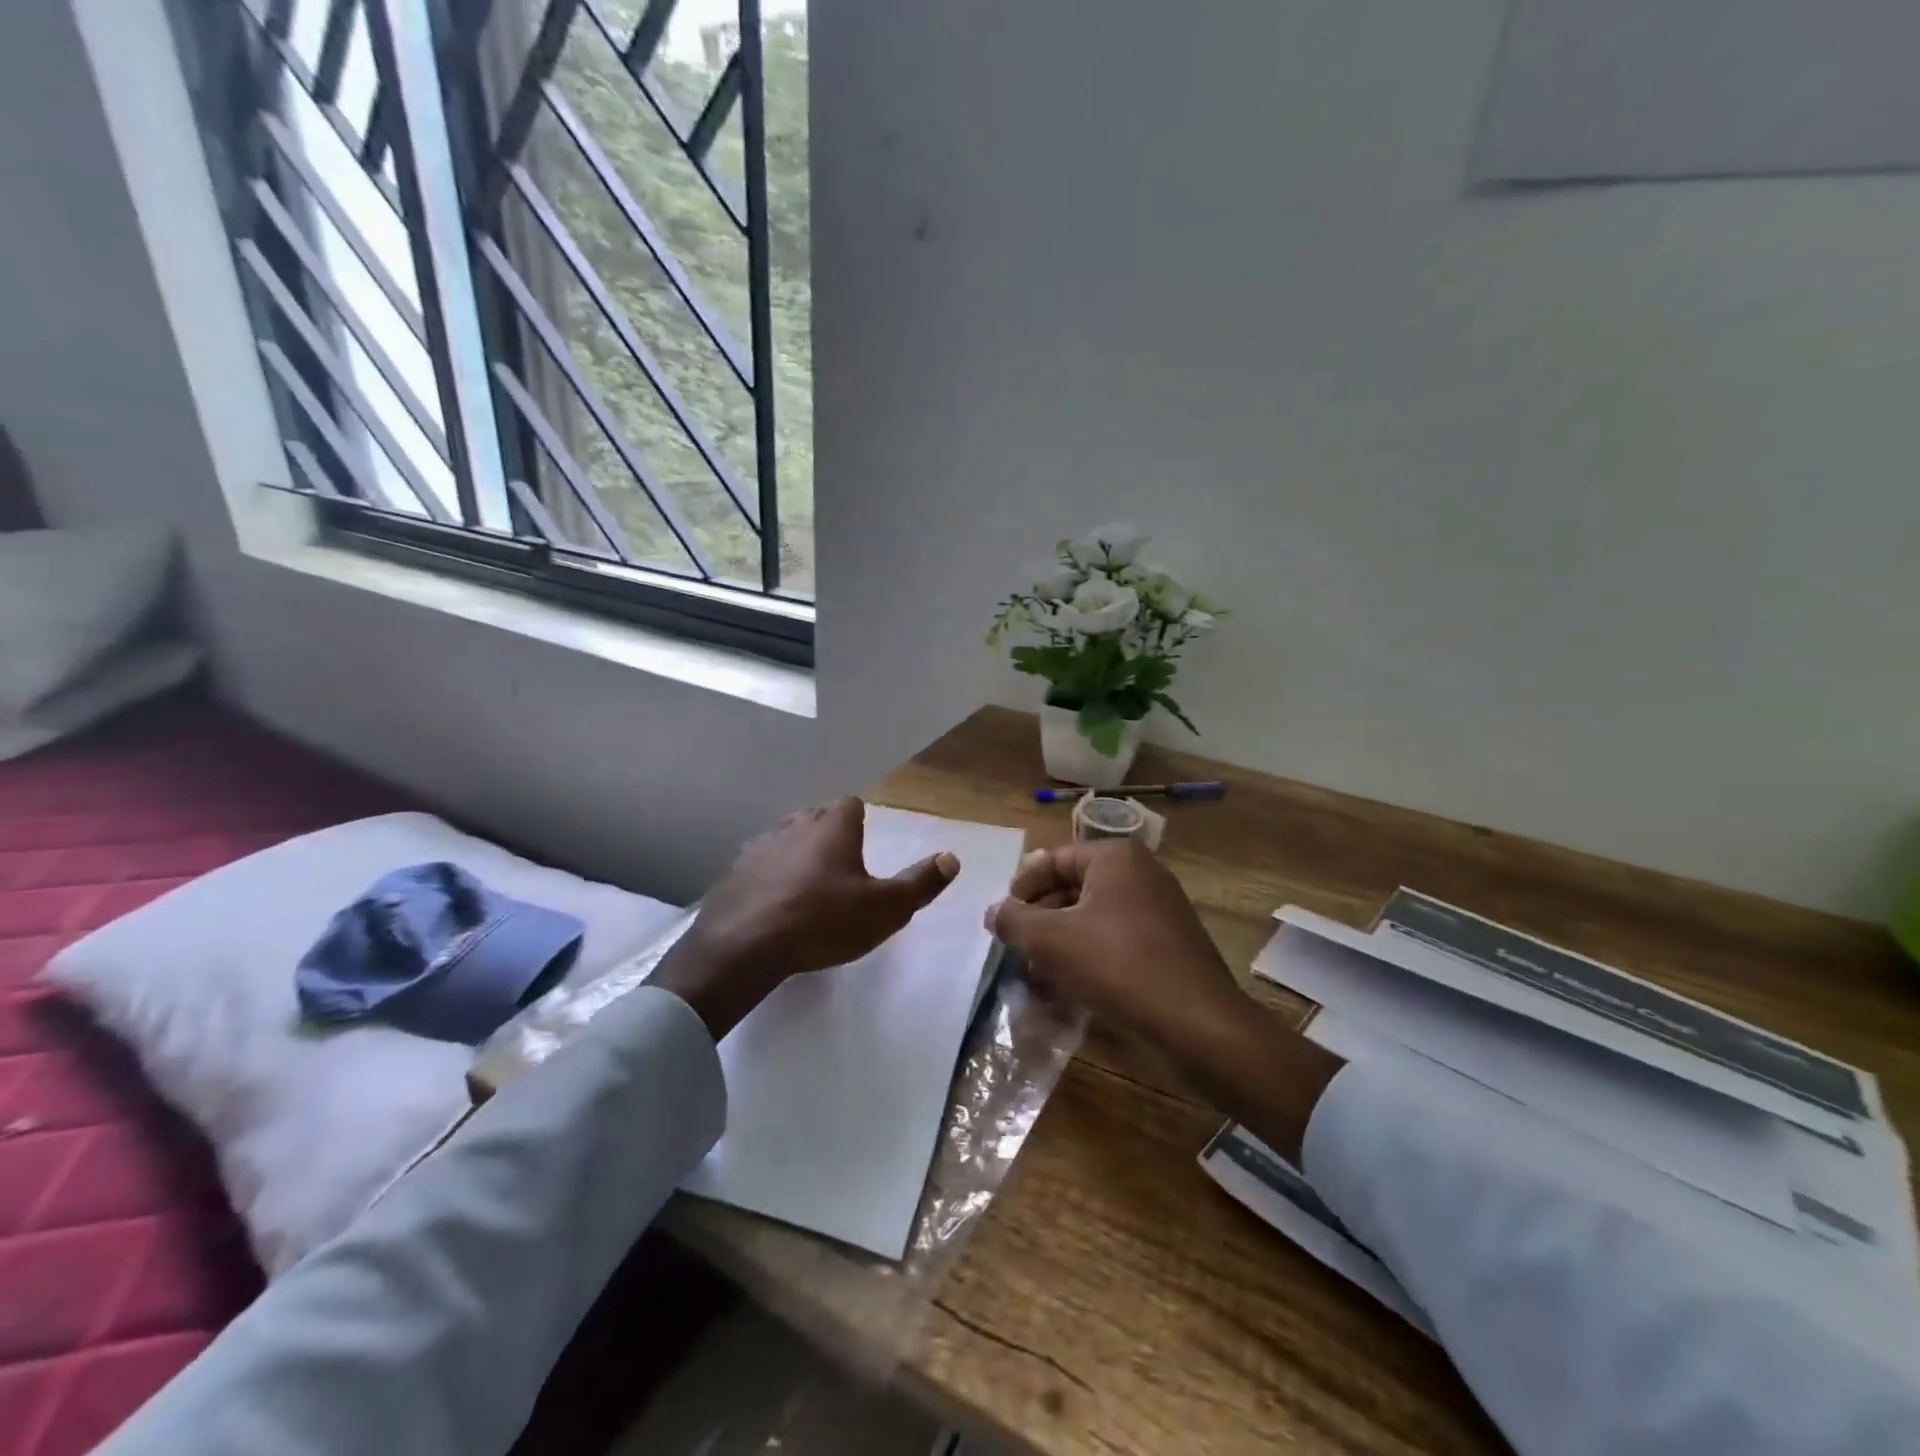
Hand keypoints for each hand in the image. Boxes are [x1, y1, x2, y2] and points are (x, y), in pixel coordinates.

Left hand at [653, 797, 958, 1037]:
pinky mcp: (733, 872)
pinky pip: (760, 866)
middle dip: (830, 835)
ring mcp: (760, 846)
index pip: (851, 804)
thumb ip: (919, 883)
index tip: (865, 845)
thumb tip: (952, 857)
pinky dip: (771, 878)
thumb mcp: (884, 908)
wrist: (744, 945)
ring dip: (798, 855)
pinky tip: (775, 904)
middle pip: (817, 818)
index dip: (860, 821)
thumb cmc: (822, 919)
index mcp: (833, 825)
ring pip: (787, 839)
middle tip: (843, 869)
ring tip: (809, 887)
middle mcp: (795, 824)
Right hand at [987, 838, 1341, 1161]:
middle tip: (1017, 949)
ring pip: (1093, 915)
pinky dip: (1089, 954)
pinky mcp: (1168, 942)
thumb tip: (994, 912)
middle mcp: (1140, 872)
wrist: (1198, 1023)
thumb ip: (1014, 921)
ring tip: (1039, 973)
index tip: (1002, 920)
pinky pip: (1116, 937)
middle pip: (1072, 886)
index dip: (1020, 888)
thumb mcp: (1051, 941)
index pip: (1052, 860)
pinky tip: (1072, 986)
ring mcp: (1159, 907)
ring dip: (1061, 940)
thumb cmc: (1118, 966)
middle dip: (1040, 918)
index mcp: (1115, 857)